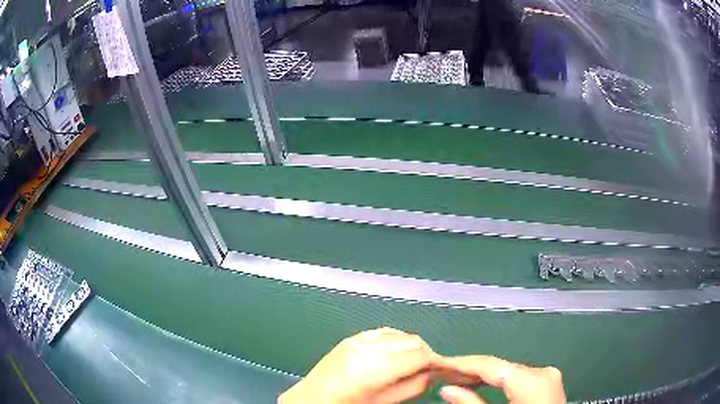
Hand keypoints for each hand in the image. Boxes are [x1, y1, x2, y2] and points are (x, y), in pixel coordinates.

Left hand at [278, 327, 439, 403]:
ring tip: (414, 363)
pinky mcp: (351, 338)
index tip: (445, 367)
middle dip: (426, 353)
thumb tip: (431, 374)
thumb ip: (412, 387)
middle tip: (432, 368)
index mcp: (374, 367)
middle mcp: (366, 347)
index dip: (437, 360)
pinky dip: (397, 341)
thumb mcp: (382, 402)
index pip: (419, 354)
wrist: (310, 399)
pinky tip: (396, 354)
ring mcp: (357, 339)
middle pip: (412, 341)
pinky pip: (384, 332)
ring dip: (412, 346)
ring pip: (400, 334)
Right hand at [436, 356, 565, 403]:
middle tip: (441, 372)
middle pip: (499, 366)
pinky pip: (517, 378)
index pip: (489, 365)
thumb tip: (446, 389)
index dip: (460, 363)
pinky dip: (497, 382)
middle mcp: (542, 371)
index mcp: (531, 379)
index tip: (437, 362)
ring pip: (508, 372)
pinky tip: (481, 384)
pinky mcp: (547, 383)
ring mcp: (548, 376)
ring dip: (482, 376)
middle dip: (469, 369)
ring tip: (455, 378)